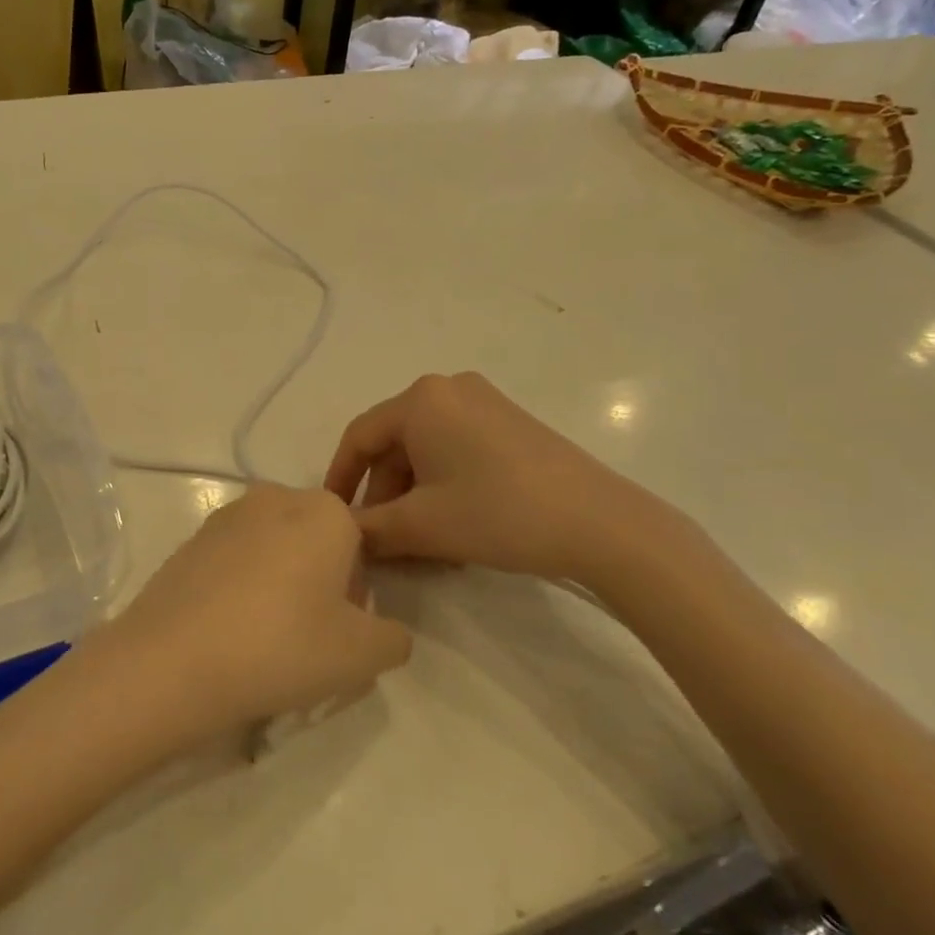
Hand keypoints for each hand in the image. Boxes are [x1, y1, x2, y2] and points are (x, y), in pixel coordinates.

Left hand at [107, 485, 412, 741]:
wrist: (173, 659)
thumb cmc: (282, 646)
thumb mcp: (362, 656)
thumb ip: (393, 638)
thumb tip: (385, 630)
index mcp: (325, 510)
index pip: (360, 547)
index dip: (355, 595)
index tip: (336, 633)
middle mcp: (277, 496)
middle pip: (315, 542)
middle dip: (318, 584)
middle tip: (303, 639)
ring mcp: (227, 515)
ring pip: (273, 550)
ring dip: (278, 585)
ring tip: (261, 639)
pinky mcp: (190, 538)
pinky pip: (233, 561)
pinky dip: (238, 588)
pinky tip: (226, 630)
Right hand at [324, 373, 692, 589]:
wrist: (601, 524)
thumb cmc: (498, 513)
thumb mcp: (422, 525)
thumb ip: (370, 529)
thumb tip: (344, 535)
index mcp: (421, 400)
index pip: (359, 436)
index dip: (340, 479)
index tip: (332, 518)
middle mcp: (449, 389)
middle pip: (395, 443)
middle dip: (383, 493)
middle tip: (382, 541)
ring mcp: (485, 402)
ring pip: (426, 449)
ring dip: (414, 494)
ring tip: (420, 544)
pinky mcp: (511, 422)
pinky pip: (457, 448)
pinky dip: (443, 484)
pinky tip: (453, 525)